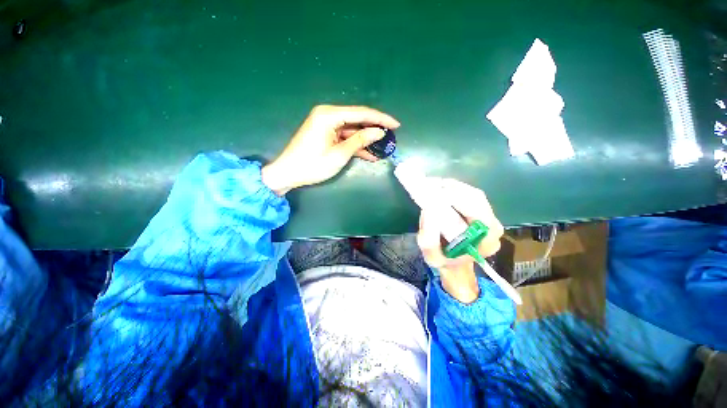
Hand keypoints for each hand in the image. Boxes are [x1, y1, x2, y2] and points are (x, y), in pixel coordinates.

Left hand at [261, 105, 399, 194]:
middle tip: (392, 135)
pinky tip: (370, 154)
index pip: (361, 113)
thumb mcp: (339, 154)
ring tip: (383, 147)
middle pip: (358, 119)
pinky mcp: (326, 134)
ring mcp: (327, 124)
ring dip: (367, 139)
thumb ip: (360, 140)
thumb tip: (379, 132)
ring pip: (353, 129)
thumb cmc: (312, 165)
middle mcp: (328, 114)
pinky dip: (356, 144)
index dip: (381, 119)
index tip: (397, 125)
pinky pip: (345, 136)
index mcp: (329, 115)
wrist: (288, 173)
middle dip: (375, 128)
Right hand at [416, 179, 503, 303]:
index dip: (458, 199)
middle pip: (476, 198)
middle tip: (430, 186)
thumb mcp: (432, 257)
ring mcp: (488, 215)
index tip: (437, 194)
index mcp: (486, 240)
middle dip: (452, 189)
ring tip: (432, 185)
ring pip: (471, 193)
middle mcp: (492, 225)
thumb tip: (428, 210)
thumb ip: (430, 240)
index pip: (478, 212)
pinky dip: (452, 188)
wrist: (454, 263)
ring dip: (451, 187)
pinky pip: (467, 193)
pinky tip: (438, 188)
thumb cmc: (445, 261)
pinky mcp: (480, 209)